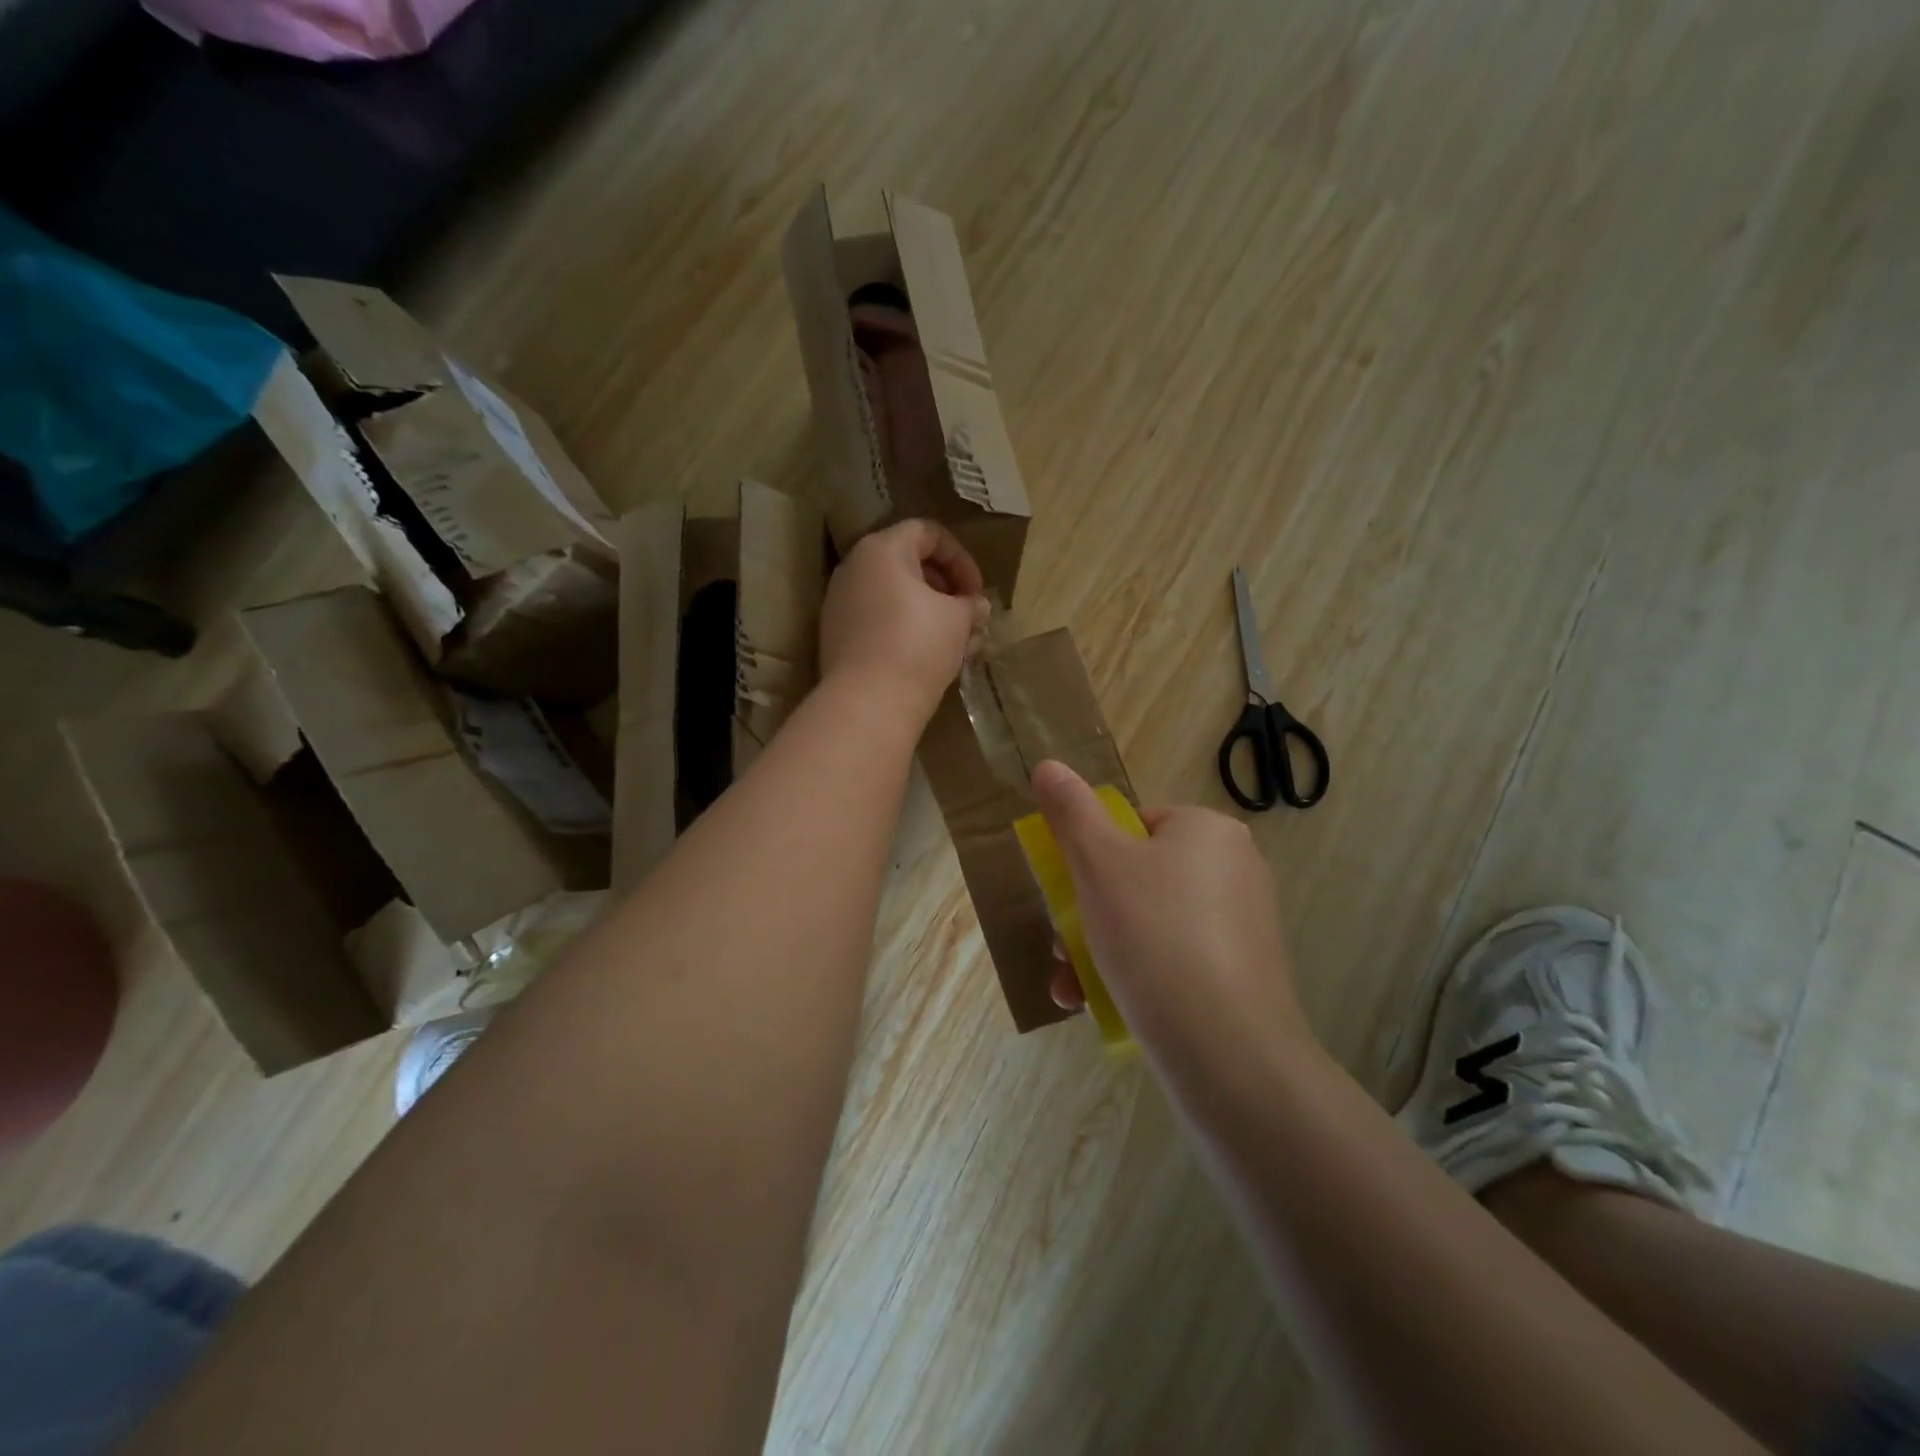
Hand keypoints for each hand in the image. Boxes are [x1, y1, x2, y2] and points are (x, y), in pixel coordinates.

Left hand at [820, 519, 989, 726]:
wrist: (868, 703)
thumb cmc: (918, 647)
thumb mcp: (958, 621)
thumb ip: (971, 605)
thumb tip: (977, 607)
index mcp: (882, 550)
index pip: (928, 533)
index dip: (961, 559)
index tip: (977, 593)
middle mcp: (854, 568)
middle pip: (908, 563)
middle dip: (945, 588)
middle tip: (968, 616)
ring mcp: (839, 602)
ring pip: (893, 595)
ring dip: (928, 612)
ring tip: (955, 642)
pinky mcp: (836, 635)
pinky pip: (877, 620)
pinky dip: (904, 629)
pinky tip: (927, 658)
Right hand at [1032, 760, 1310, 1068]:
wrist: (1228, 1051)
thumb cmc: (1154, 936)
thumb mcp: (1098, 863)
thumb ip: (1070, 811)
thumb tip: (1048, 766)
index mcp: (1207, 831)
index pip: (1133, 825)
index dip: (1090, 857)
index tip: (1068, 895)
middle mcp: (1235, 868)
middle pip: (1137, 877)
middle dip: (1087, 914)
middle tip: (1060, 948)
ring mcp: (1244, 925)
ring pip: (1151, 924)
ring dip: (1099, 950)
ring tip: (1071, 989)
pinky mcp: (1244, 974)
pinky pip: (1176, 960)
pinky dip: (1137, 975)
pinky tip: (1102, 1006)